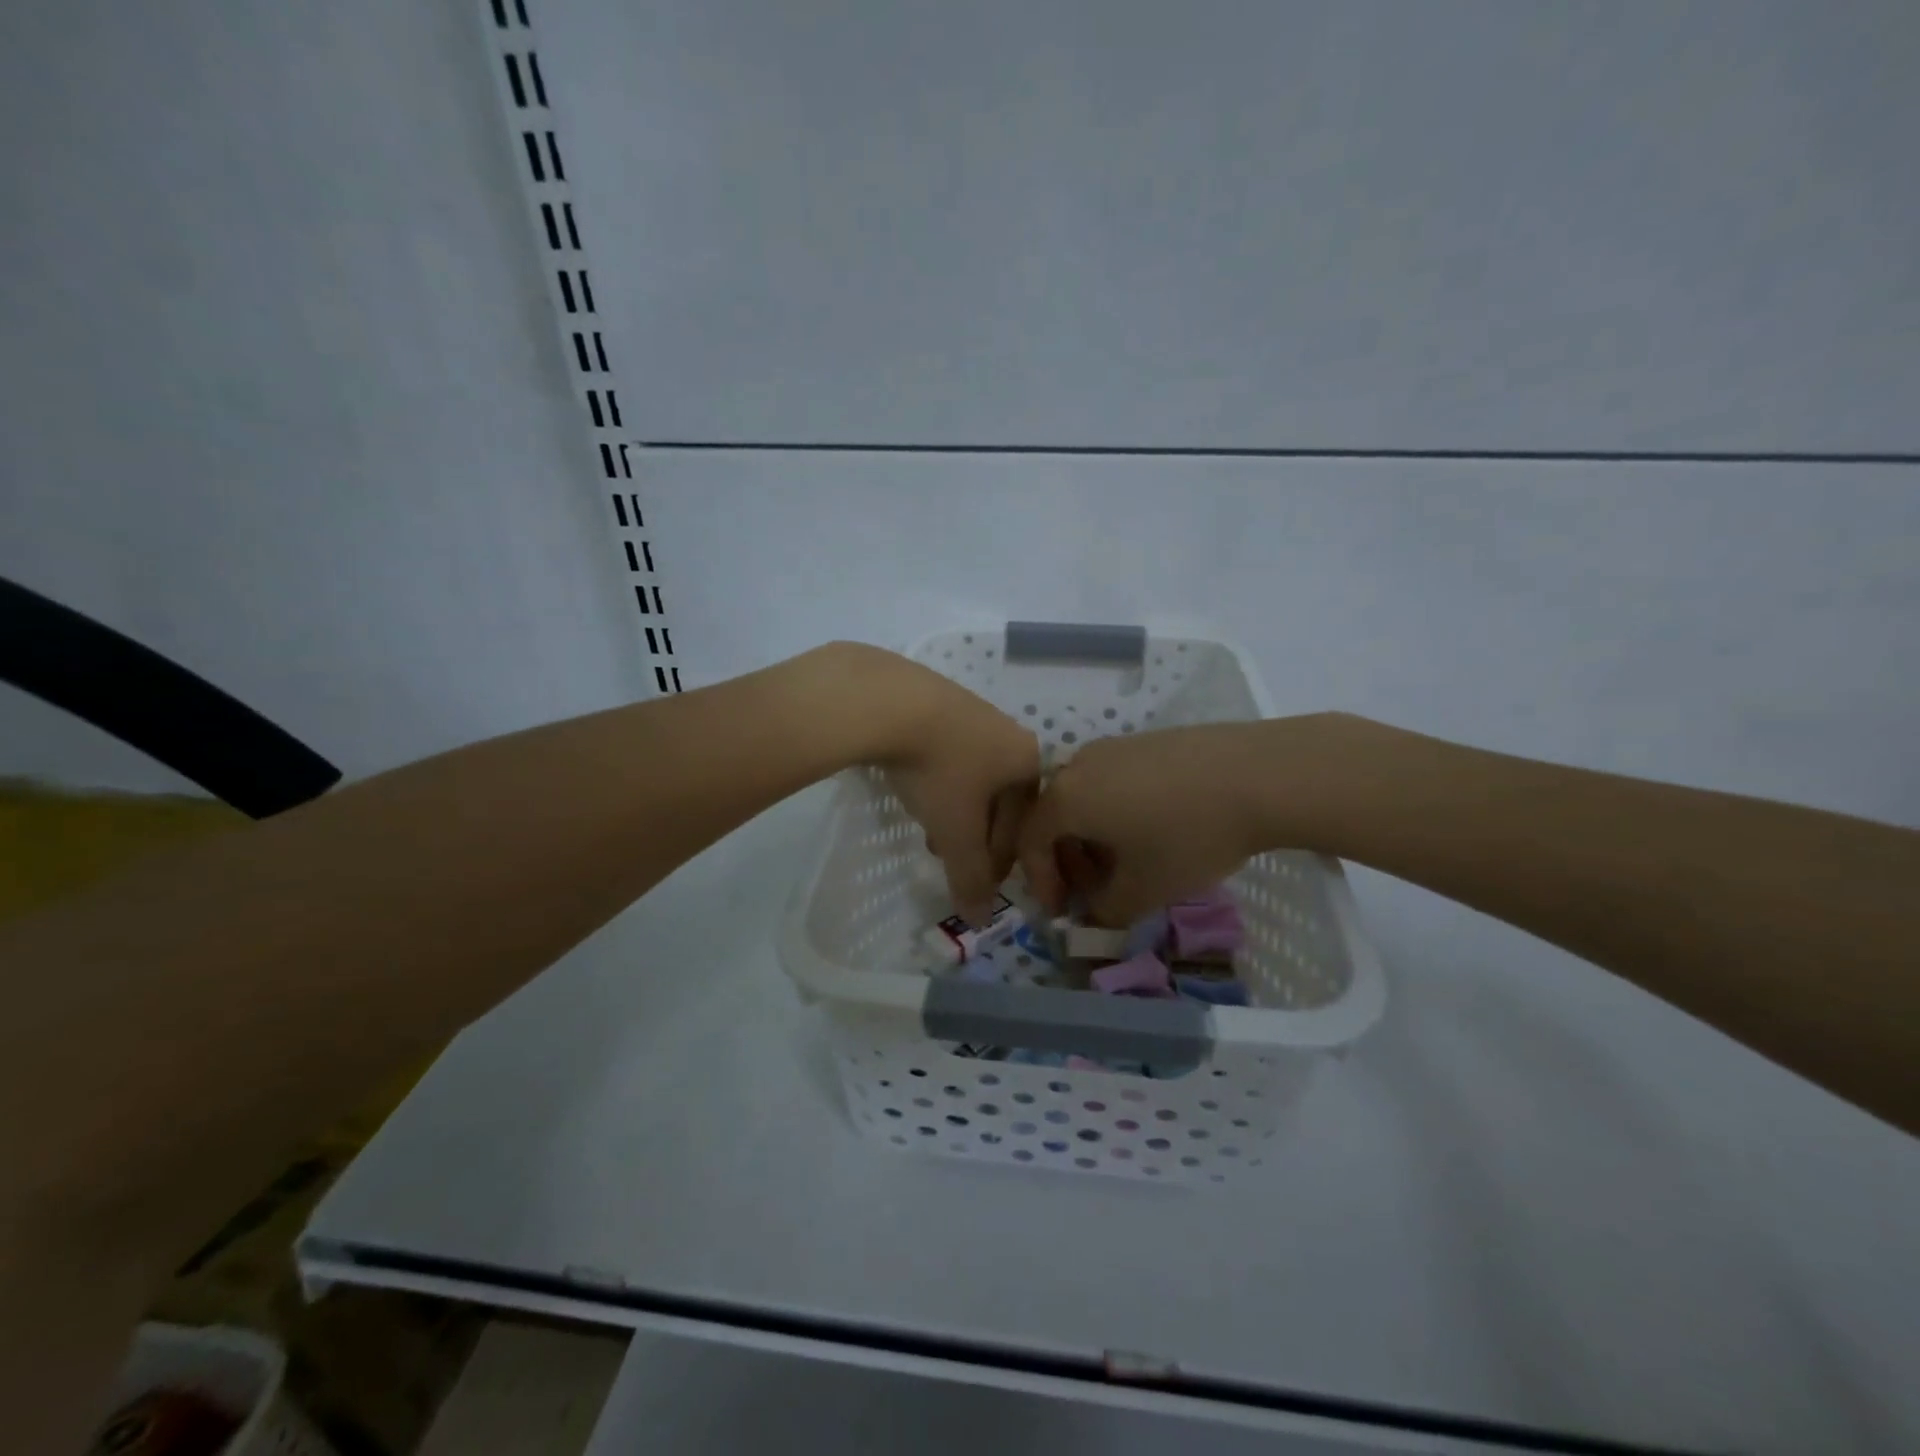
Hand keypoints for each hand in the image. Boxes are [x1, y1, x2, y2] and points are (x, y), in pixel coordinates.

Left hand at [830, 644, 1039, 923]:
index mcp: (1027, 760)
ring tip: (928, 830)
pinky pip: (947, 751)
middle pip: (1000, 799)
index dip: (1000, 861)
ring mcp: (973, 710)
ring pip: (972, 775)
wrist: (889, 701)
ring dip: (955, 809)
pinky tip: (912, 787)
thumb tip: (980, 918)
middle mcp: (1009, 732)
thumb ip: (970, 877)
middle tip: (951, 858)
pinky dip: (937, 779)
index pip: (1023, 824)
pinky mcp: (937, 699)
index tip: (976, 883)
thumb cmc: (939, 771)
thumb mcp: (956, 832)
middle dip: (977, 835)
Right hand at [1017, 717, 1355, 924]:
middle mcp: (1079, 764)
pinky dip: (1117, 812)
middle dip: (1067, 861)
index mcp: (1066, 798)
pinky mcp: (1147, 740)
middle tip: (1094, 891)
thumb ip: (1106, 911)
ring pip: (1085, 798)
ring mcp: (1114, 747)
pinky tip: (1154, 831)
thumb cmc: (1187, 836)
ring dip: (1093, 838)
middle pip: (1055, 817)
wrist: (1257, 775)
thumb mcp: (1144, 889)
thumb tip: (1094, 916)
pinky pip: (1113, 781)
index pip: (1030, 841)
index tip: (1062, 911)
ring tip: (1127, 863)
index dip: (1040, 881)